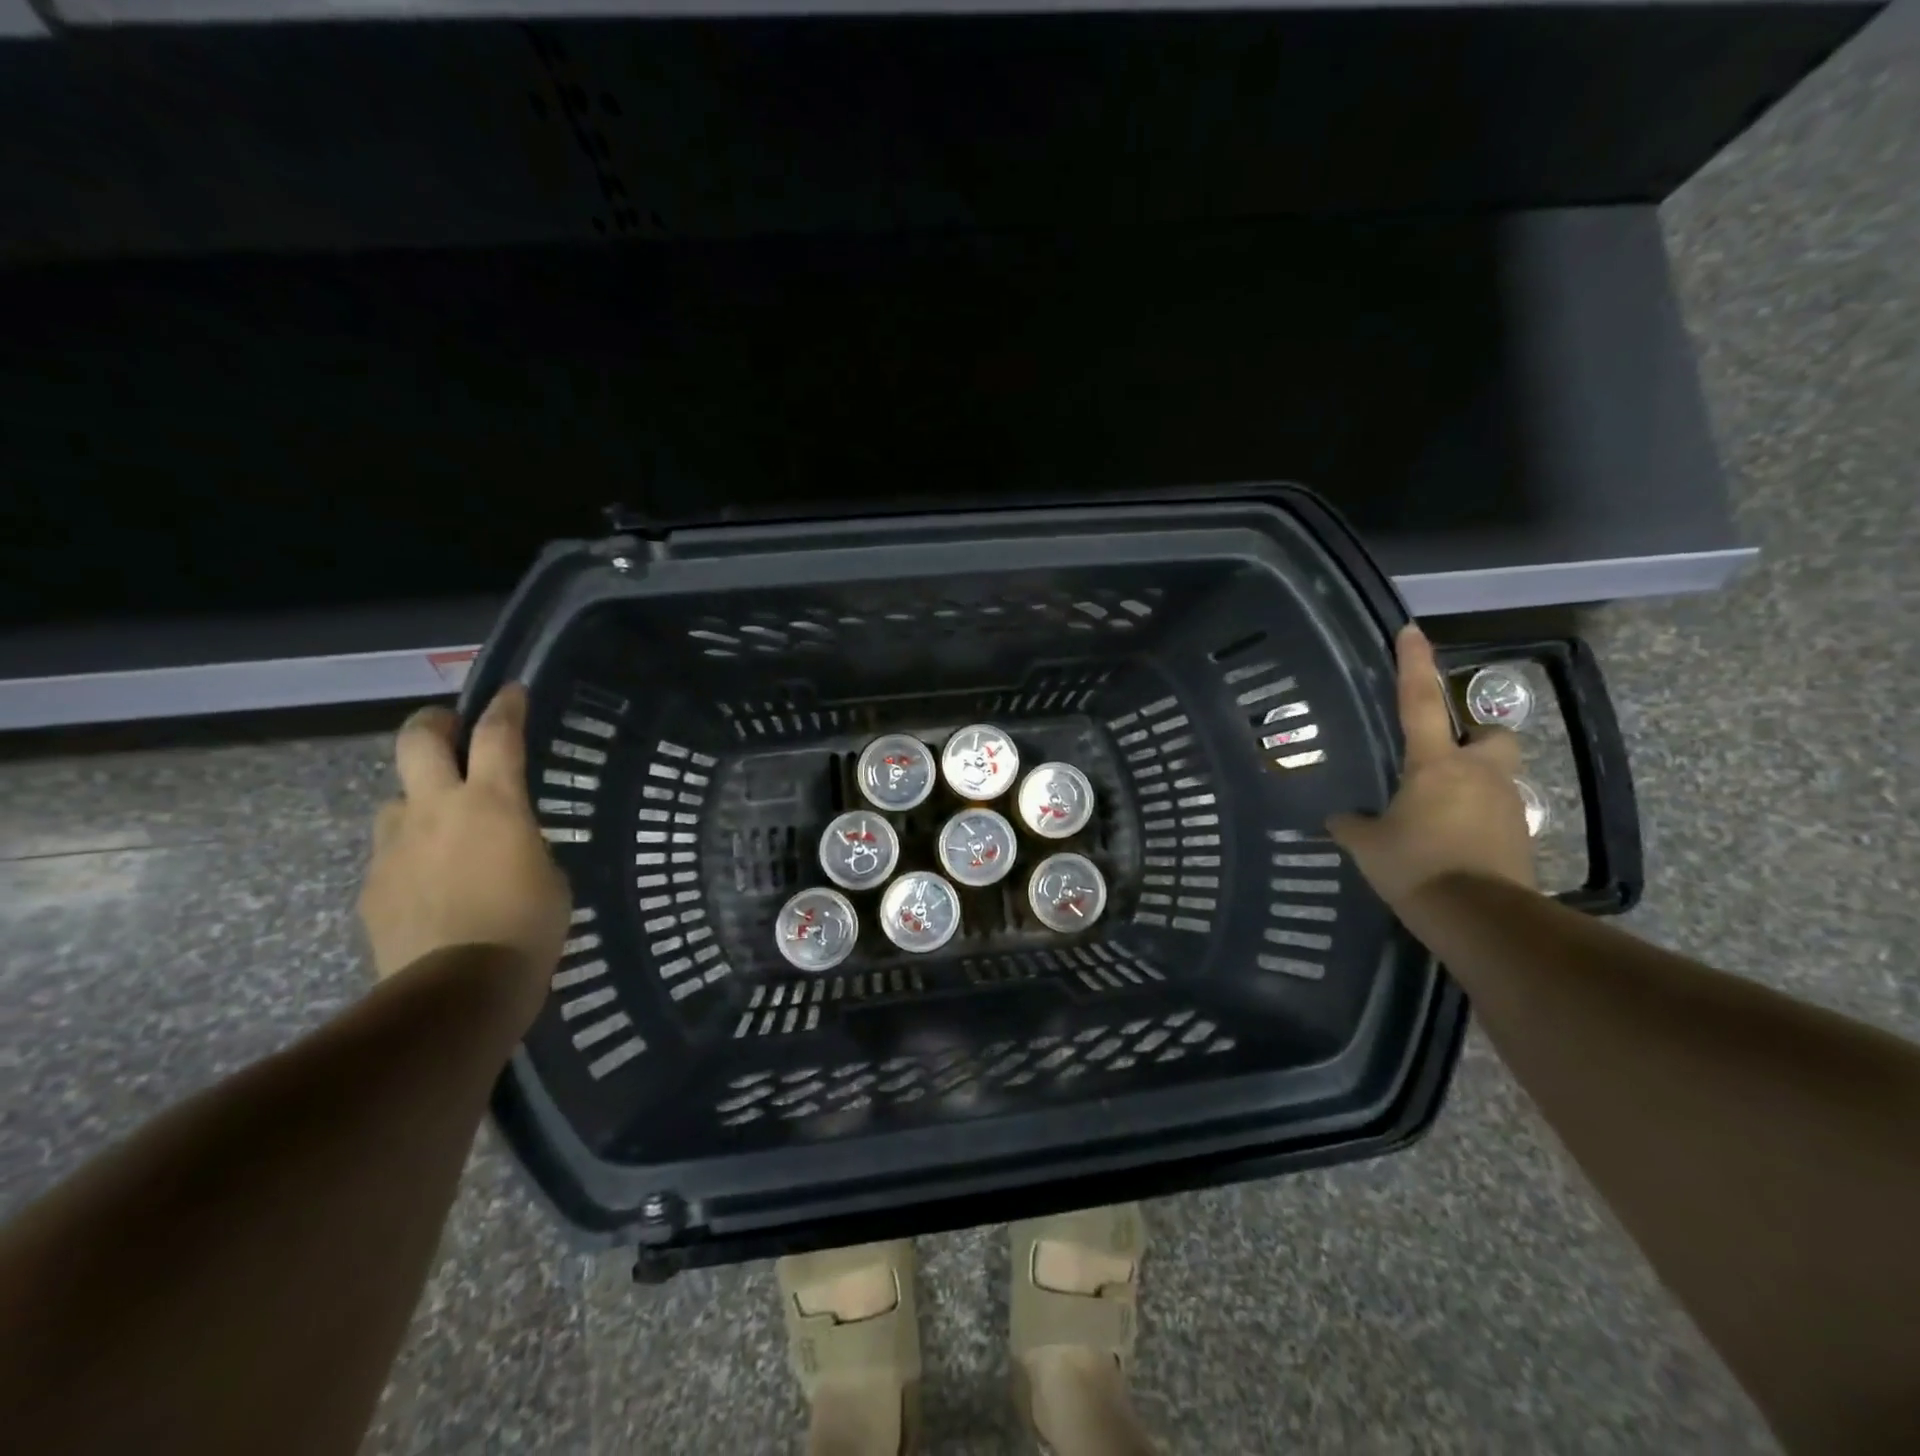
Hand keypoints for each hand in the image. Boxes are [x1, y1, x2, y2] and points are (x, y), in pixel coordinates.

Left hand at [358, 685, 571, 998]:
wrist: (458, 990)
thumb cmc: (528, 926)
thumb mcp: (550, 873)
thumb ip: (524, 842)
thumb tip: (508, 840)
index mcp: (491, 803)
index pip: (498, 735)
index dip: (506, 707)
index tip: (512, 691)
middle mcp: (436, 810)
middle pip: (418, 741)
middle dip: (434, 724)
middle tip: (449, 729)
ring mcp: (395, 847)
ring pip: (397, 800)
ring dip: (420, 801)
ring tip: (444, 827)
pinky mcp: (374, 885)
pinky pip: (392, 854)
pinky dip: (412, 855)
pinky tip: (434, 885)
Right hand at [1327, 625, 1534, 908]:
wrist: (1480, 919)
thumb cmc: (1416, 867)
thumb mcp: (1367, 846)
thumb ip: (1351, 824)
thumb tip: (1339, 818)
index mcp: (1435, 764)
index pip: (1420, 702)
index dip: (1414, 665)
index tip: (1412, 631)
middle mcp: (1478, 773)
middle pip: (1492, 735)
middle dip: (1476, 738)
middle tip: (1445, 757)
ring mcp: (1505, 804)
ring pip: (1496, 776)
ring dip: (1473, 784)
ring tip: (1438, 812)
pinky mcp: (1520, 837)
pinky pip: (1496, 813)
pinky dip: (1476, 820)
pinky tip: (1451, 844)